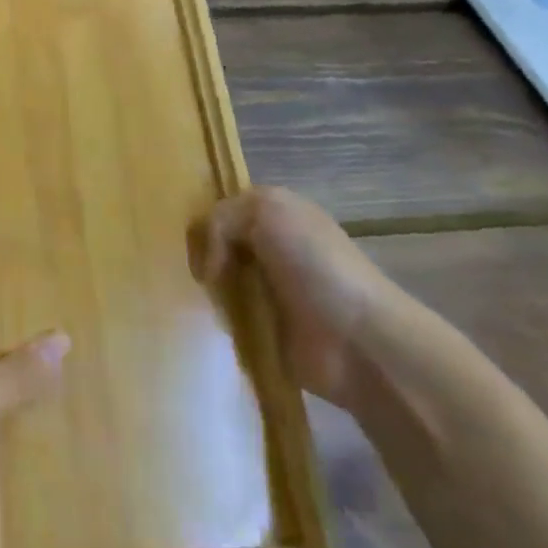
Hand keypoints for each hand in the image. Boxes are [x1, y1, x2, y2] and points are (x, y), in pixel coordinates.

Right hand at [192, 186, 403, 409]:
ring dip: (208, 290)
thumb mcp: (265, 210)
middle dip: (201, 255)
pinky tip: (209, 320)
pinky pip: (227, 318)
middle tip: (193, 271)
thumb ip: (221, 217)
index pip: (224, 208)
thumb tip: (209, 262)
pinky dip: (217, 319)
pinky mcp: (265, 329)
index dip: (205, 220)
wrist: (357, 339)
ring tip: (196, 298)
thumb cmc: (315, 264)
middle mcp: (271, 247)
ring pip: (219, 280)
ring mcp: (268, 290)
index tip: (190, 240)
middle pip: (217, 244)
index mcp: (277, 213)